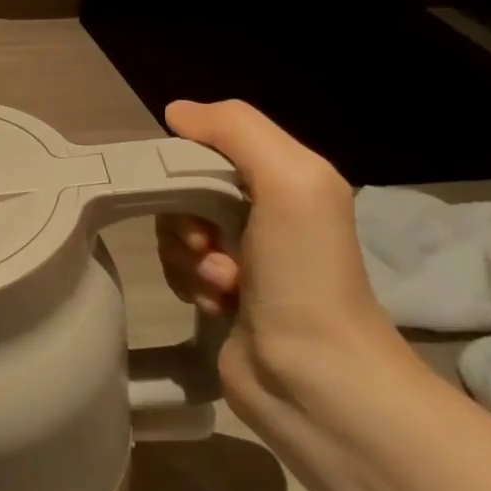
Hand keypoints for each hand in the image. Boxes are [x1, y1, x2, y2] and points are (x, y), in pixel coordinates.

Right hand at [157, 100, 409, 415]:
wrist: (315, 378)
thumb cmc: (306, 274)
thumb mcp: (291, 181)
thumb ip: (237, 131)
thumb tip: (175, 112)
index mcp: (286, 180)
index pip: (209, 148)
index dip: (186, 166)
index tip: (187, 194)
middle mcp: (264, 214)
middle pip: (185, 192)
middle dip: (185, 219)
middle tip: (206, 245)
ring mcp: (242, 258)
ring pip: (175, 233)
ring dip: (187, 257)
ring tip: (223, 285)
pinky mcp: (221, 296)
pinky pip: (178, 270)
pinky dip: (188, 284)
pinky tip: (217, 304)